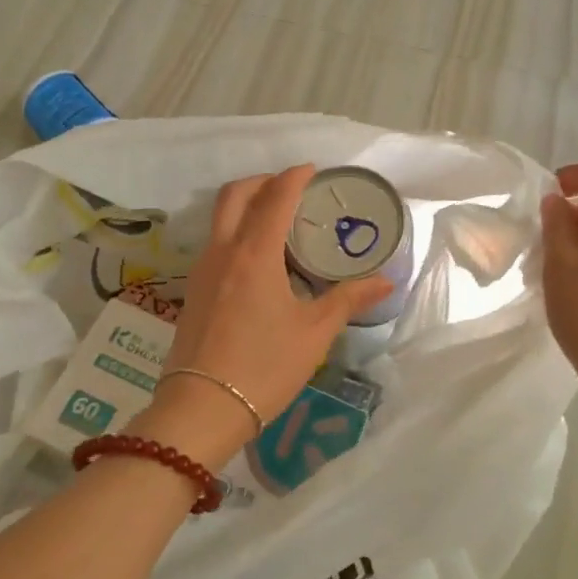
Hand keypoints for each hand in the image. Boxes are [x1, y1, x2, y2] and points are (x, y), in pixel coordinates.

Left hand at [134, 166, 390, 467]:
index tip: (312, 170)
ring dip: (245, 205)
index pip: (274, 198)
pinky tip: (256, 259)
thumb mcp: (314, 333)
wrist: (202, 409)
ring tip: (275, 220)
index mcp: (254, 254)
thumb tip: (384, 282)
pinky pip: (214, 243)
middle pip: (235, 195)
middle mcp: (223, 252)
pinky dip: (234, 231)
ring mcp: (202, 271)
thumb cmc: (265, 366)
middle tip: (290, 187)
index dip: (294, 177)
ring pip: (219, 218)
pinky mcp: (193, 291)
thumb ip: (348, 300)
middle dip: (262, 181)